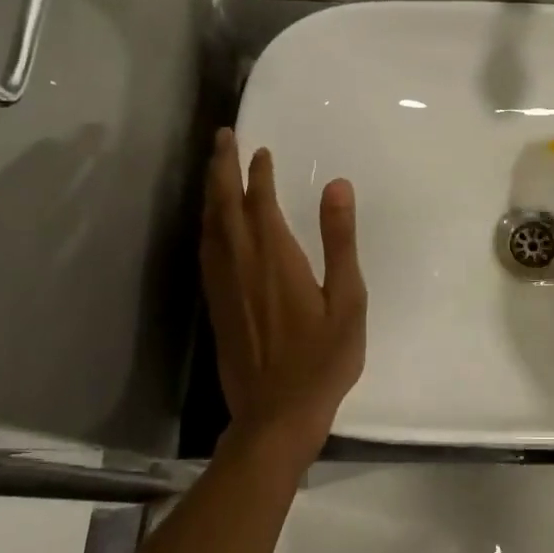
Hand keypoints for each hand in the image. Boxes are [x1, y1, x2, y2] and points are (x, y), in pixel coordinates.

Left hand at [201, 129, 366, 469]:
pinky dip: (207, 225)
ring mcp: (224, 286)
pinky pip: (205, 251)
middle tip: (223, 137)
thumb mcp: (347, 299)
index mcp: (275, 259)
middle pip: (224, 206)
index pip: (259, 203)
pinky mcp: (216, 305)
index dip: (258, 173)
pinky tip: (212, 224)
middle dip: (222, 168)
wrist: (277, 415)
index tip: (261, 150)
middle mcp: (241, 264)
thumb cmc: (323, 359)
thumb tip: (336, 185)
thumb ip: (340, 240)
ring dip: (210, 192)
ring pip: (209, 227)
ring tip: (214, 168)